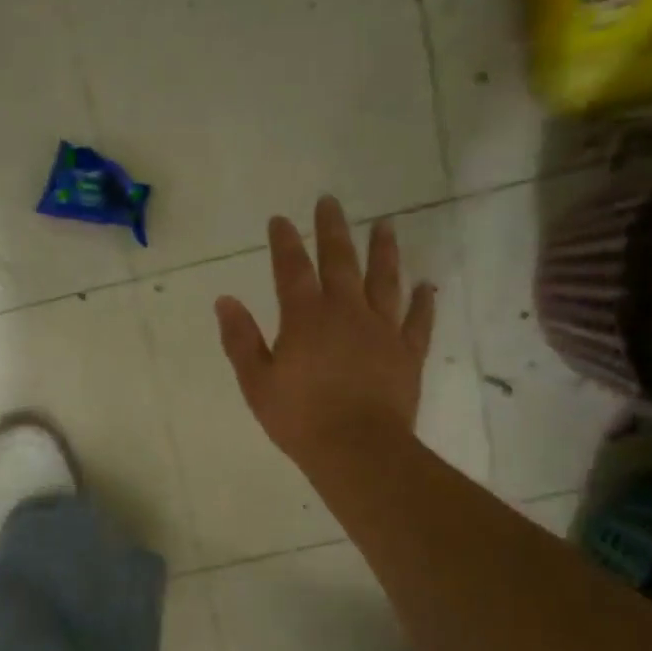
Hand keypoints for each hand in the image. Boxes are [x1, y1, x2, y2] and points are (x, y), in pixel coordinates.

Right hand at [214, 196, 434, 475]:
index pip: (292, 270)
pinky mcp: (408, 353)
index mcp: (306, 318)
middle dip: (333, 230)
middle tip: (331, 201)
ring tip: (385, 225)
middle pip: (340, 262)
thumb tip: (225, 300)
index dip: (284, 243)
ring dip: (384, 251)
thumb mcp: (256, 382)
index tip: (280, 220)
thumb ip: (241, 339)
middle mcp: (346, 312)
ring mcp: (382, 330)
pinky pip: (418, 320)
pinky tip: (427, 285)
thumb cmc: (299, 418)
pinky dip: (423, 302)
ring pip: (385, 280)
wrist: (357, 448)